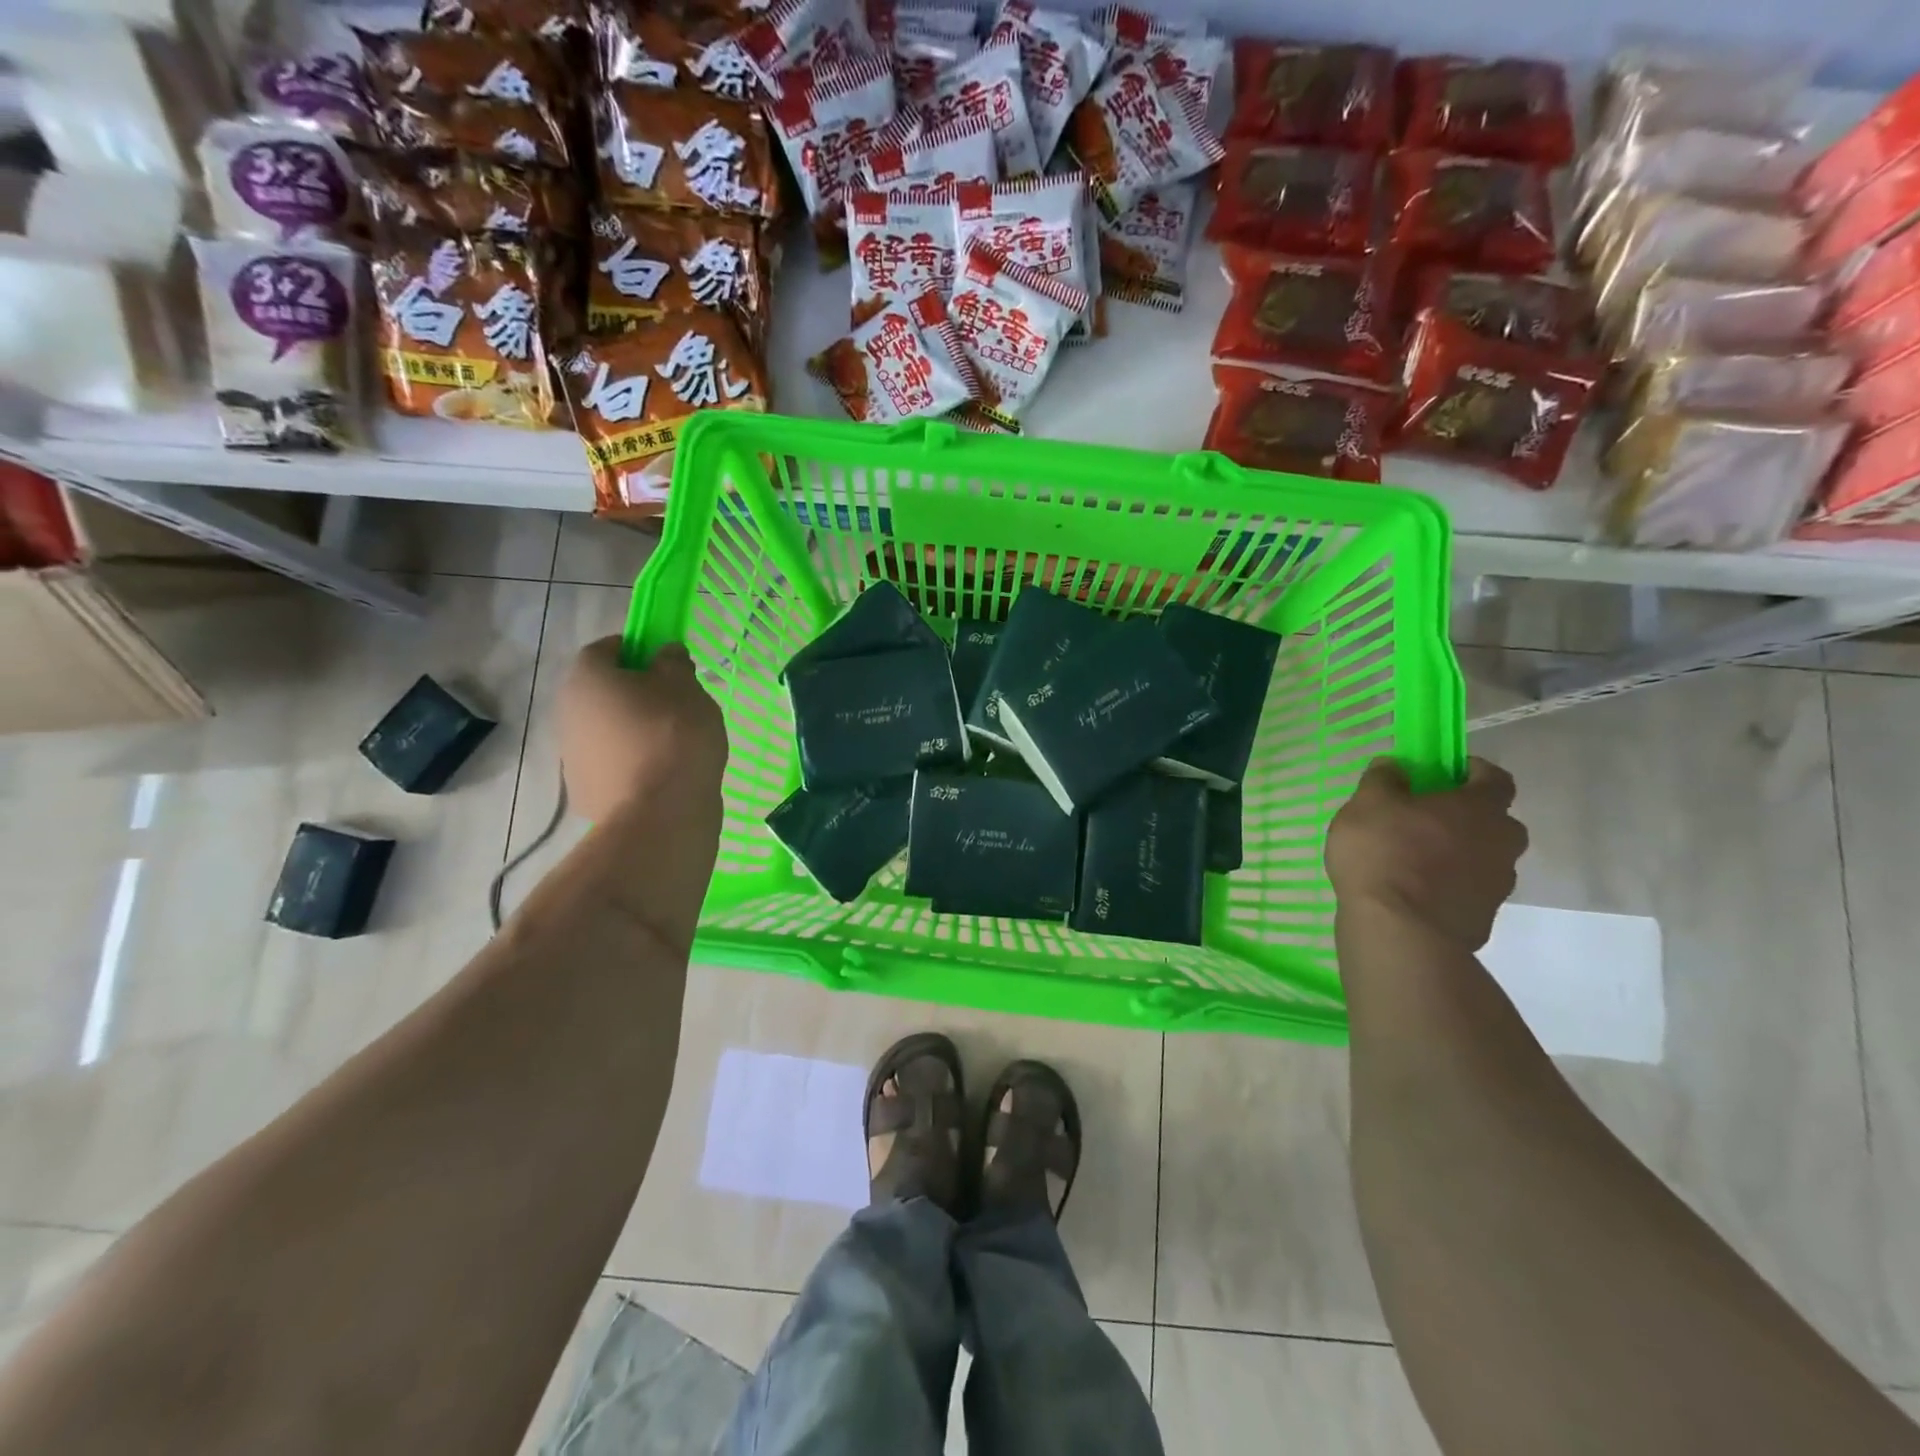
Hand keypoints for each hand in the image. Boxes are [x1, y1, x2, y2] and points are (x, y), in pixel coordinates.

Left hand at [557, 638, 726, 822]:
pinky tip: (661, 774)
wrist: (659, 814)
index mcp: (588, 679)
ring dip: (630, 730)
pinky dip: (630, 764)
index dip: (635, 649)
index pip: (605, 648)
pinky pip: (610, 765)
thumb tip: (664, 654)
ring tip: (671, 744)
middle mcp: (567, 712)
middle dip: (633, 693)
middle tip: (672, 703)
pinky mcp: (584, 792)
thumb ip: (673, 662)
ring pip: (604, 730)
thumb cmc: (673, 736)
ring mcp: (572, 756)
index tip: (665, 662)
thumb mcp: (686, 687)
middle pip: (601, 692)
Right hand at [1325, 757, 1527, 952]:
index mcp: (1480, 808)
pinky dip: (1449, 888)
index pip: (1496, 778)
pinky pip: (1468, 892)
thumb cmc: (1385, 853)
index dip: (1473, 771)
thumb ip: (1383, 779)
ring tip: (1414, 861)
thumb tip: (1395, 764)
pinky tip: (1414, 894)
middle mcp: (1502, 843)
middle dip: (1467, 817)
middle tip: (1426, 819)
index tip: (1445, 773)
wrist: (1400, 931)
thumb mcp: (1368, 804)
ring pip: (1483, 859)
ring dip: (1459, 855)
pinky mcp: (1483, 919)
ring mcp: (1497, 885)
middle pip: (1495, 822)